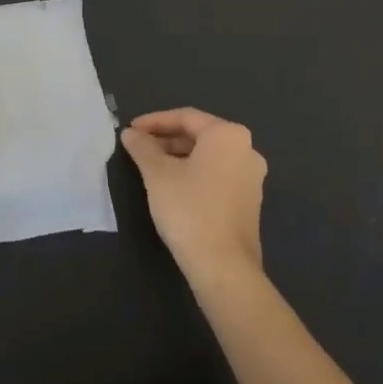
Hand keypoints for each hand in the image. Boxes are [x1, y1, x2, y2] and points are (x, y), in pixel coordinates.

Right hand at [120, 107, 265, 284]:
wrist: (224, 266)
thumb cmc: (189, 210)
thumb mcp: (158, 175)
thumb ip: (143, 148)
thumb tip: (130, 134)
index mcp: (228, 135)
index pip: (186, 117)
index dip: (154, 121)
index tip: (130, 130)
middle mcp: (246, 149)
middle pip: (200, 134)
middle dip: (167, 139)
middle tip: (138, 147)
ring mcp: (251, 176)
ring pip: (209, 155)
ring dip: (179, 156)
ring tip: (151, 166)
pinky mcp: (250, 199)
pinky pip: (218, 173)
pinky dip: (194, 172)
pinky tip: (173, 185)